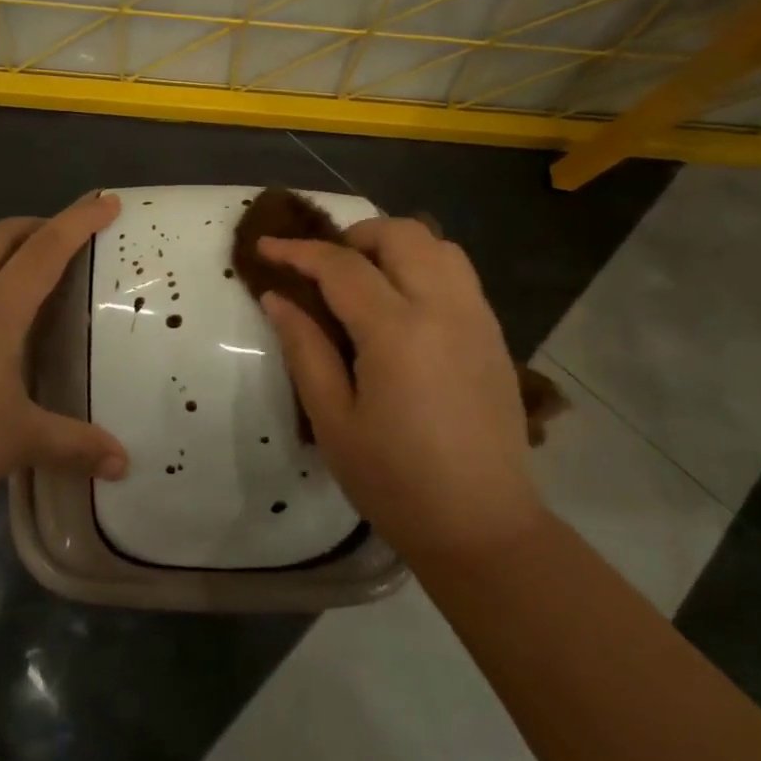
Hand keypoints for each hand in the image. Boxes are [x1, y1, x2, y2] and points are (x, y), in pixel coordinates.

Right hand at [257, 218, 541, 559]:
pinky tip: (401, 307)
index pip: (341, 266)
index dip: (298, 251)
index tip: (265, 246)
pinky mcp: (494, 335)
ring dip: (394, 246)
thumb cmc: (395, 482)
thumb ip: (304, 349)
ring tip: (364, 280)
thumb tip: (277, 298)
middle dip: (353, 236)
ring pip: (438, 245)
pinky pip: (458, 274)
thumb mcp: (333, 420)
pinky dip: (423, 266)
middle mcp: (444, 308)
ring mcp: (477, 318)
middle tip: (322, 269)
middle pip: (401, 234)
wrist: (482, 527)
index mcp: (397, 332)